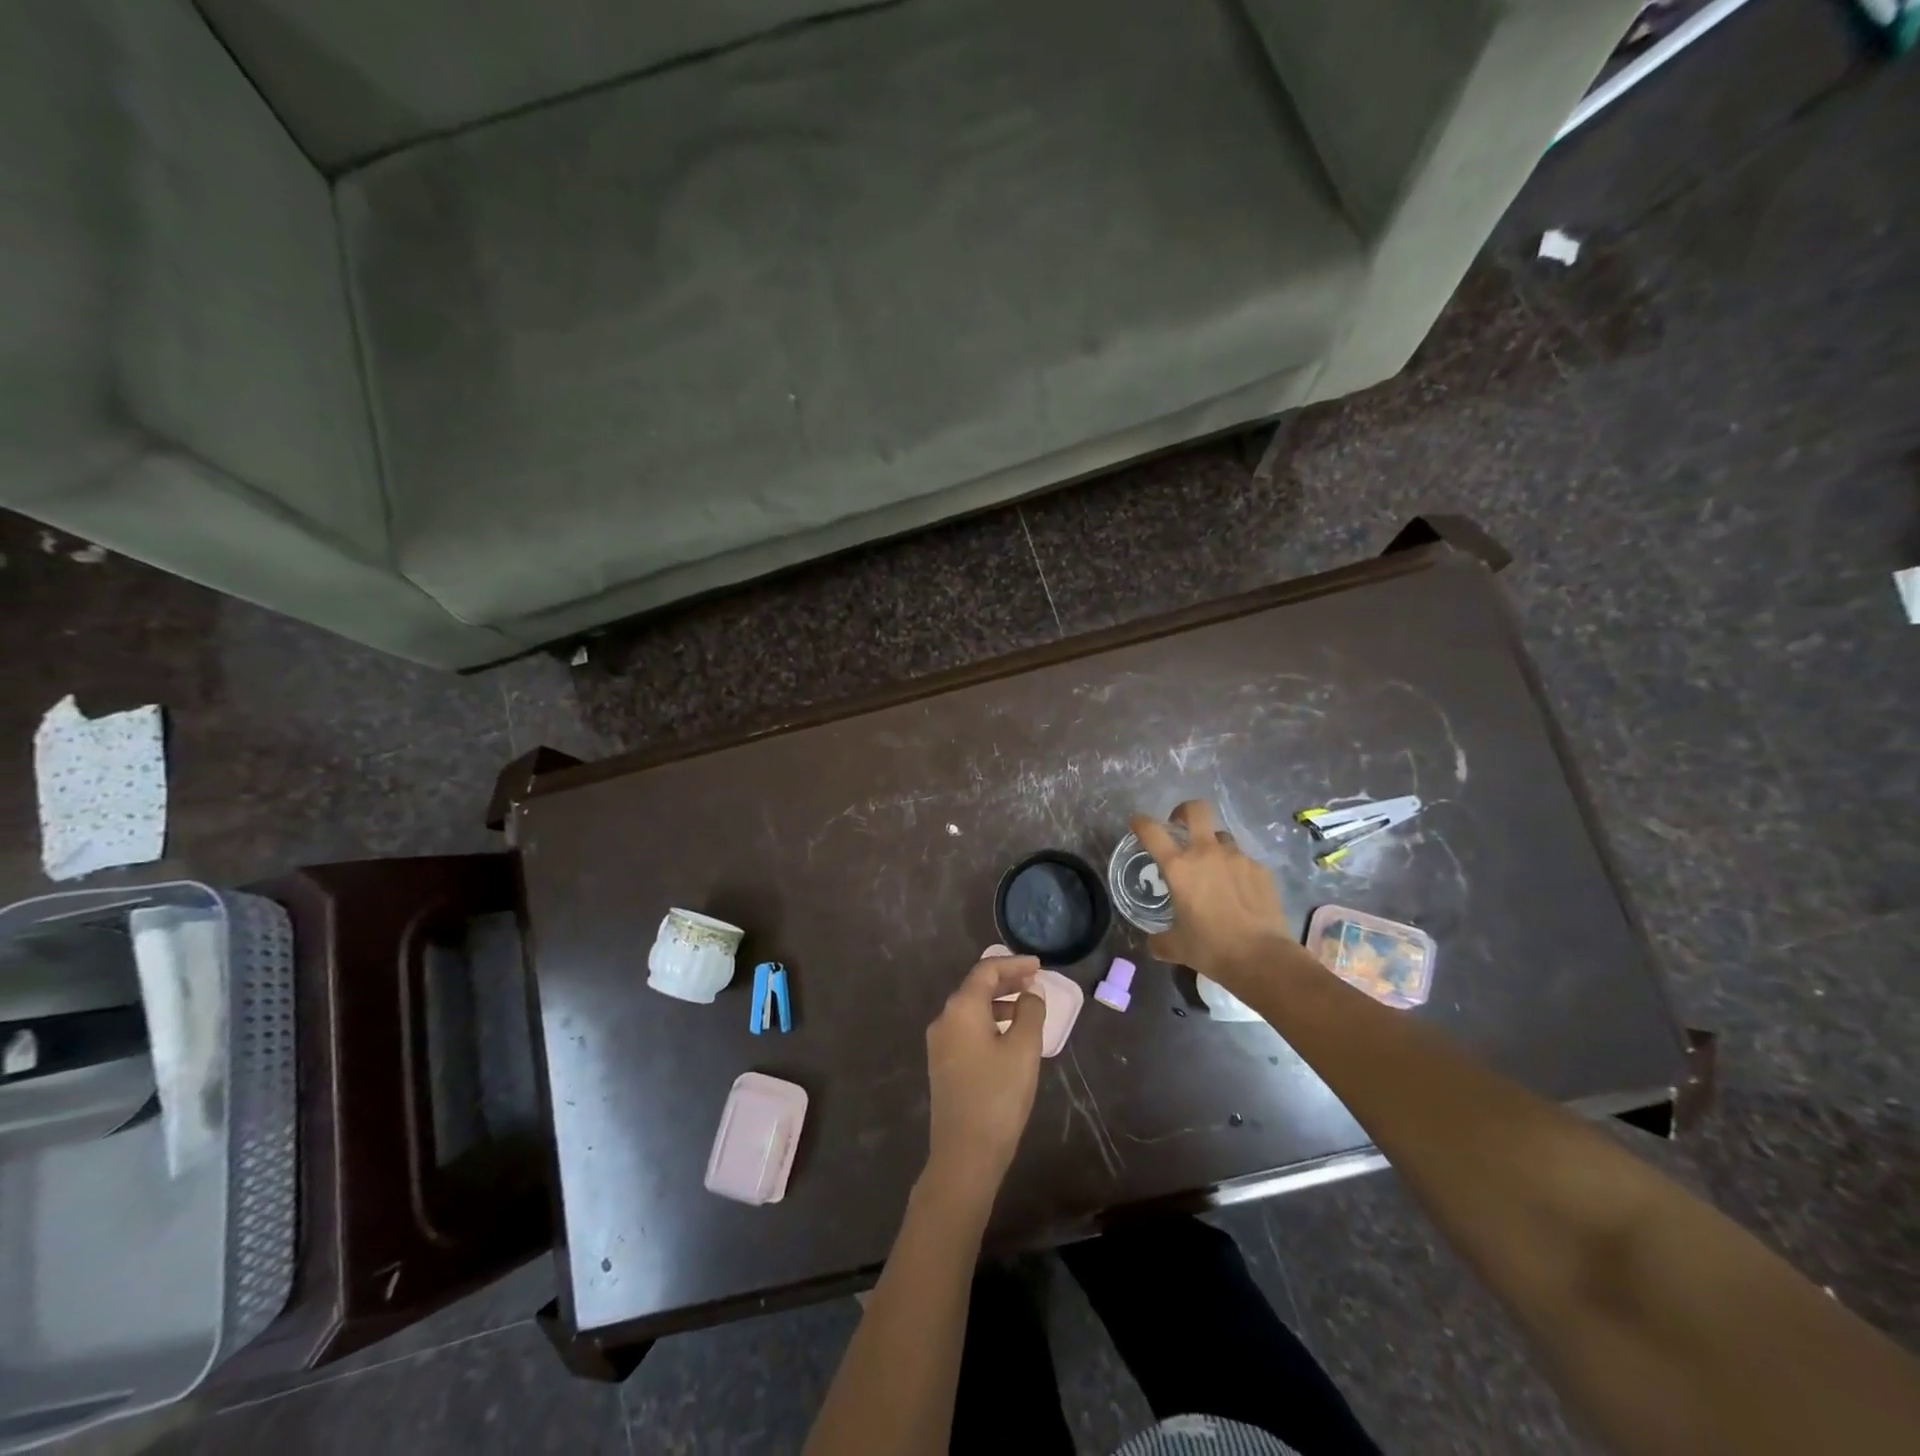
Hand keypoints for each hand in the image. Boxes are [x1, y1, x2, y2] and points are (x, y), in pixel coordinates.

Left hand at [923, 952, 1044, 1202]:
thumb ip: (1030, 1012)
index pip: (986, 970)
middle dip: (1006, 980)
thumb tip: (1030, 993)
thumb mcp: (1023, 1050)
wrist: (964, 1154)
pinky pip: (967, 1027)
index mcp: (961, 1008)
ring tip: (1027, 1007)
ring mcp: (940, 1042)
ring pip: (971, 1008)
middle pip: (976, 987)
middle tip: (1035, 981)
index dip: (1014, 964)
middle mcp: (944, 1018)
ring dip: (998, 1001)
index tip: (1039, 965)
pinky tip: (1008, 1034)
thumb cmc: (998, 1096)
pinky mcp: (942, 1063)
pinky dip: (989, 1020)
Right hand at [1131, 800, 1298, 998]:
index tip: (1137, 823)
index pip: (1152, 831)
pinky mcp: (1261, 869)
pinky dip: (1236, 869)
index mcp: (1179, 867)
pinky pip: (1243, 860)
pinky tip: (1239, 891)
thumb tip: (1153, 943)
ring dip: (1213, 846)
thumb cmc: (1211, 948)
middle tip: (1180, 825)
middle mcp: (1207, 853)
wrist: (1262, 957)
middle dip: (1184, 811)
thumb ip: (1160, 940)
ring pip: (1222, 837)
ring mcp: (1237, 858)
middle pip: (1196, 810)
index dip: (1141, 822)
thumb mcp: (1176, 947)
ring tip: (1214, 869)